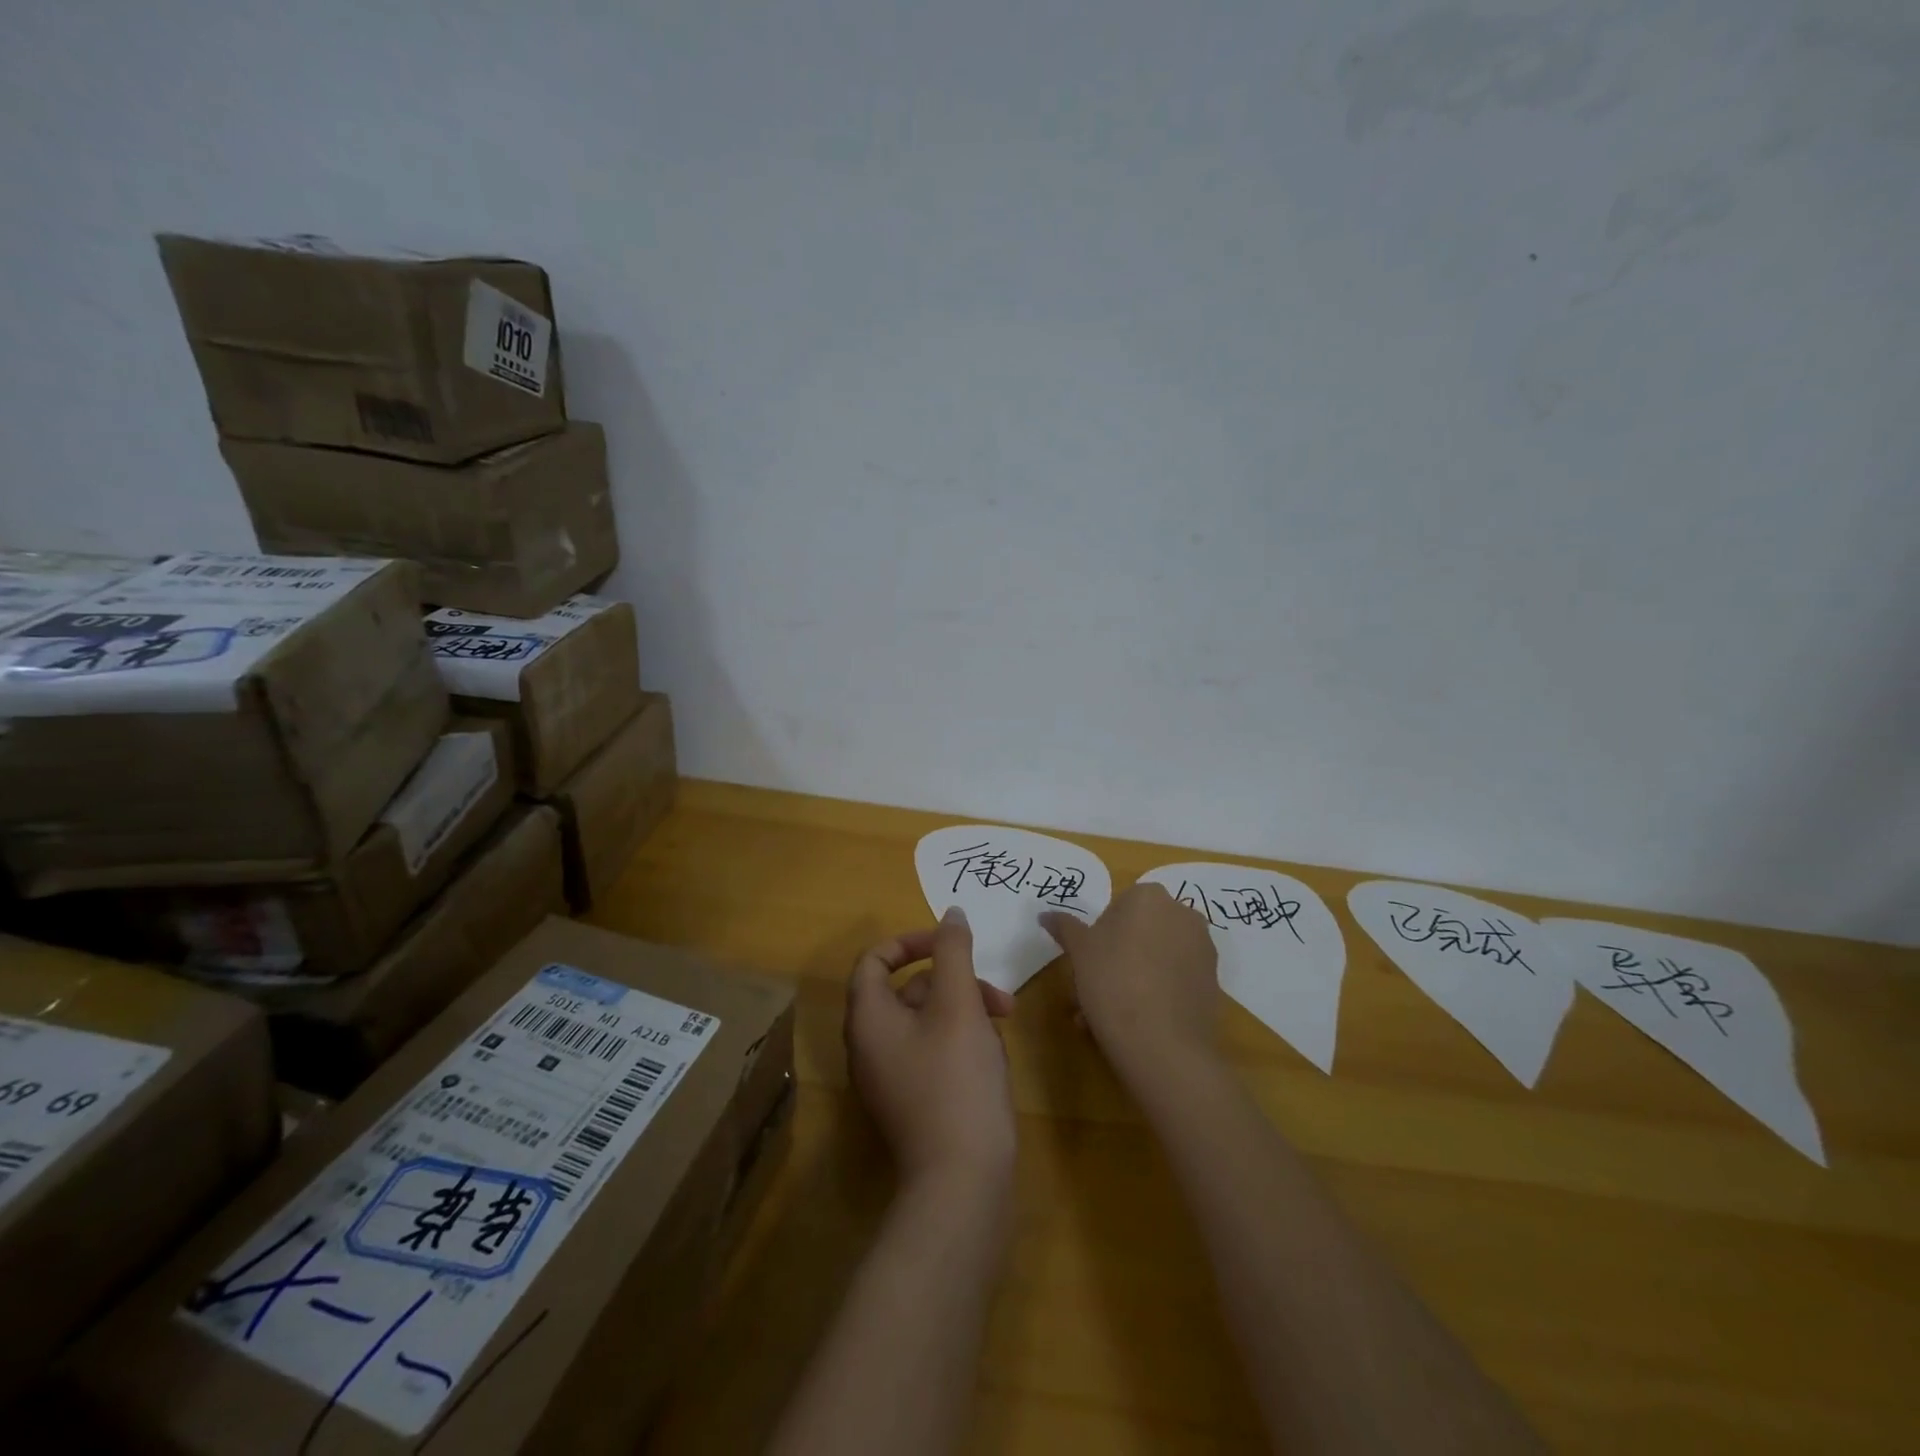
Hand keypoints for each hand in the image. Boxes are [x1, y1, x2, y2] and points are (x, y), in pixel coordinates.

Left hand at [845, 908, 1017, 1189]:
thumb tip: (951, 913)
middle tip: (996, 992)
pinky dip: (962, 1040)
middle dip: (954, 981)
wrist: (962, 1182)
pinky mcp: (914, 1101)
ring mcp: (890, 1077)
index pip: (874, 960)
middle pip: (907, 990)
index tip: (949, 943)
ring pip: (926, 1020)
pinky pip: (933, 1051)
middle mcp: (870, 1046)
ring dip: (965, 1009)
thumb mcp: (959, 1004)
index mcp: (868, 1019)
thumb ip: (953, 952)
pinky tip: (995, 1055)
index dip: (910, 942)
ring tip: (1006, 1020)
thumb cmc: (956, 1080)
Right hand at [1041, 882, 1219, 1078]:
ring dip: (1133, 978)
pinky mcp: (1213, 982)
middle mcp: (1183, 914)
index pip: (1117, 908)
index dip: (1099, 936)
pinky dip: (1157, 993)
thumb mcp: (1079, 952)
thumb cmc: (1113, 983)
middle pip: (1140, 932)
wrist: (1163, 1045)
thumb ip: (1064, 927)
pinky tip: (1136, 1024)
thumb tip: (1045, 914)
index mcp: (1149, 897)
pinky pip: (1175, 980)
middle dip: (1116, 958)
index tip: (1088, 963)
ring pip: (1157, 958)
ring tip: (1108, 1015)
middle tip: (1093, 990)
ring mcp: (1203, 948)